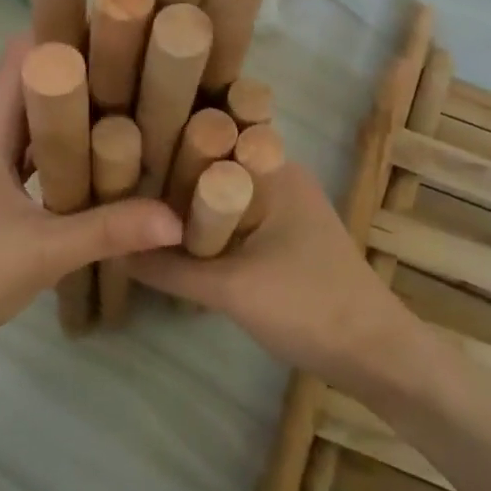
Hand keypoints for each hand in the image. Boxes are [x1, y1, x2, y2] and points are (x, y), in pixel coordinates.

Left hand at [0, 35, 182, 367]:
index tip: (116, 25)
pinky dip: (69, 153)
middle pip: (35, 85)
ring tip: (135, 104)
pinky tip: (105, 164)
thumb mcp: (42, 251)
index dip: (62, 32)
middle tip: (143, 63)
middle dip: (83, 70)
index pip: (22, 56)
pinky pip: (40, 159)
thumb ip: (108, 231)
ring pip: (39, 124)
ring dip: (78, 113)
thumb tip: (176, 217)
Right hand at [132, 160, 418, 392]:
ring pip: (223, 195)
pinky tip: (174, 240)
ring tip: (134, 209)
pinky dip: (208, 227)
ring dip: (188, 206)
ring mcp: (285, 207)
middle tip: (118, 187)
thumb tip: (115, 250)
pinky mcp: (285, 236)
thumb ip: (170, 268)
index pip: (210, 137)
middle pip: (213, 166)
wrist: (375, 354)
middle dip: (170, 177)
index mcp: (274, 169)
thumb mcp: (230, 288)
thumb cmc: (307, 306)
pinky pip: (236, 219)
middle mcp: (280, 176)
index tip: (119, 154)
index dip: (165, 142)